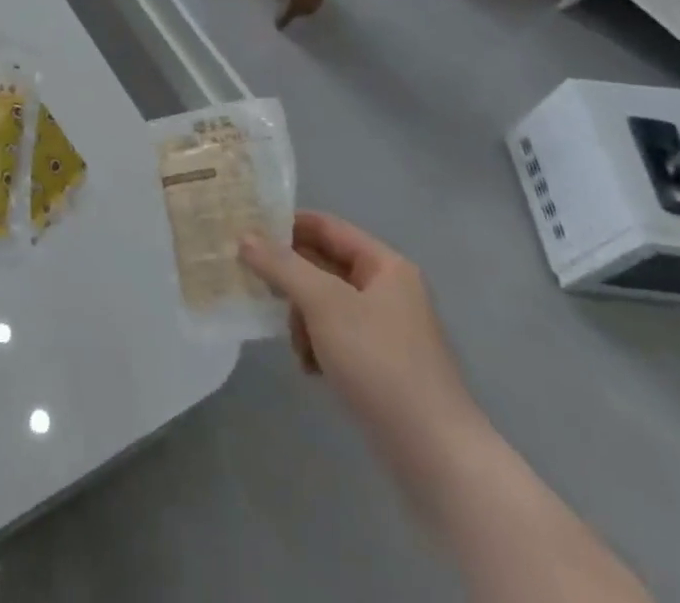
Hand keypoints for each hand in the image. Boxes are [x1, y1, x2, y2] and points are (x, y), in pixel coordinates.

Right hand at [240, 212, 479, 441]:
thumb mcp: (324, 304)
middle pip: (322, 265)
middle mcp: (387, 289)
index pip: (325, 226)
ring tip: (295, 345)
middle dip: (290, 279)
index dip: (286, 224)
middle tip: (255, 286)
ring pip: (324, 303)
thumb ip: (282, 266)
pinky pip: (335, 336)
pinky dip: (316, 345)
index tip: (246, 231)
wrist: (435, 455)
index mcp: (384, 265)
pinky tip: (310, 368)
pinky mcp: (379, 364)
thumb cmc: (380, 363)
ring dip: (301, 318)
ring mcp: (385, 329)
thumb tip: (245, 237)